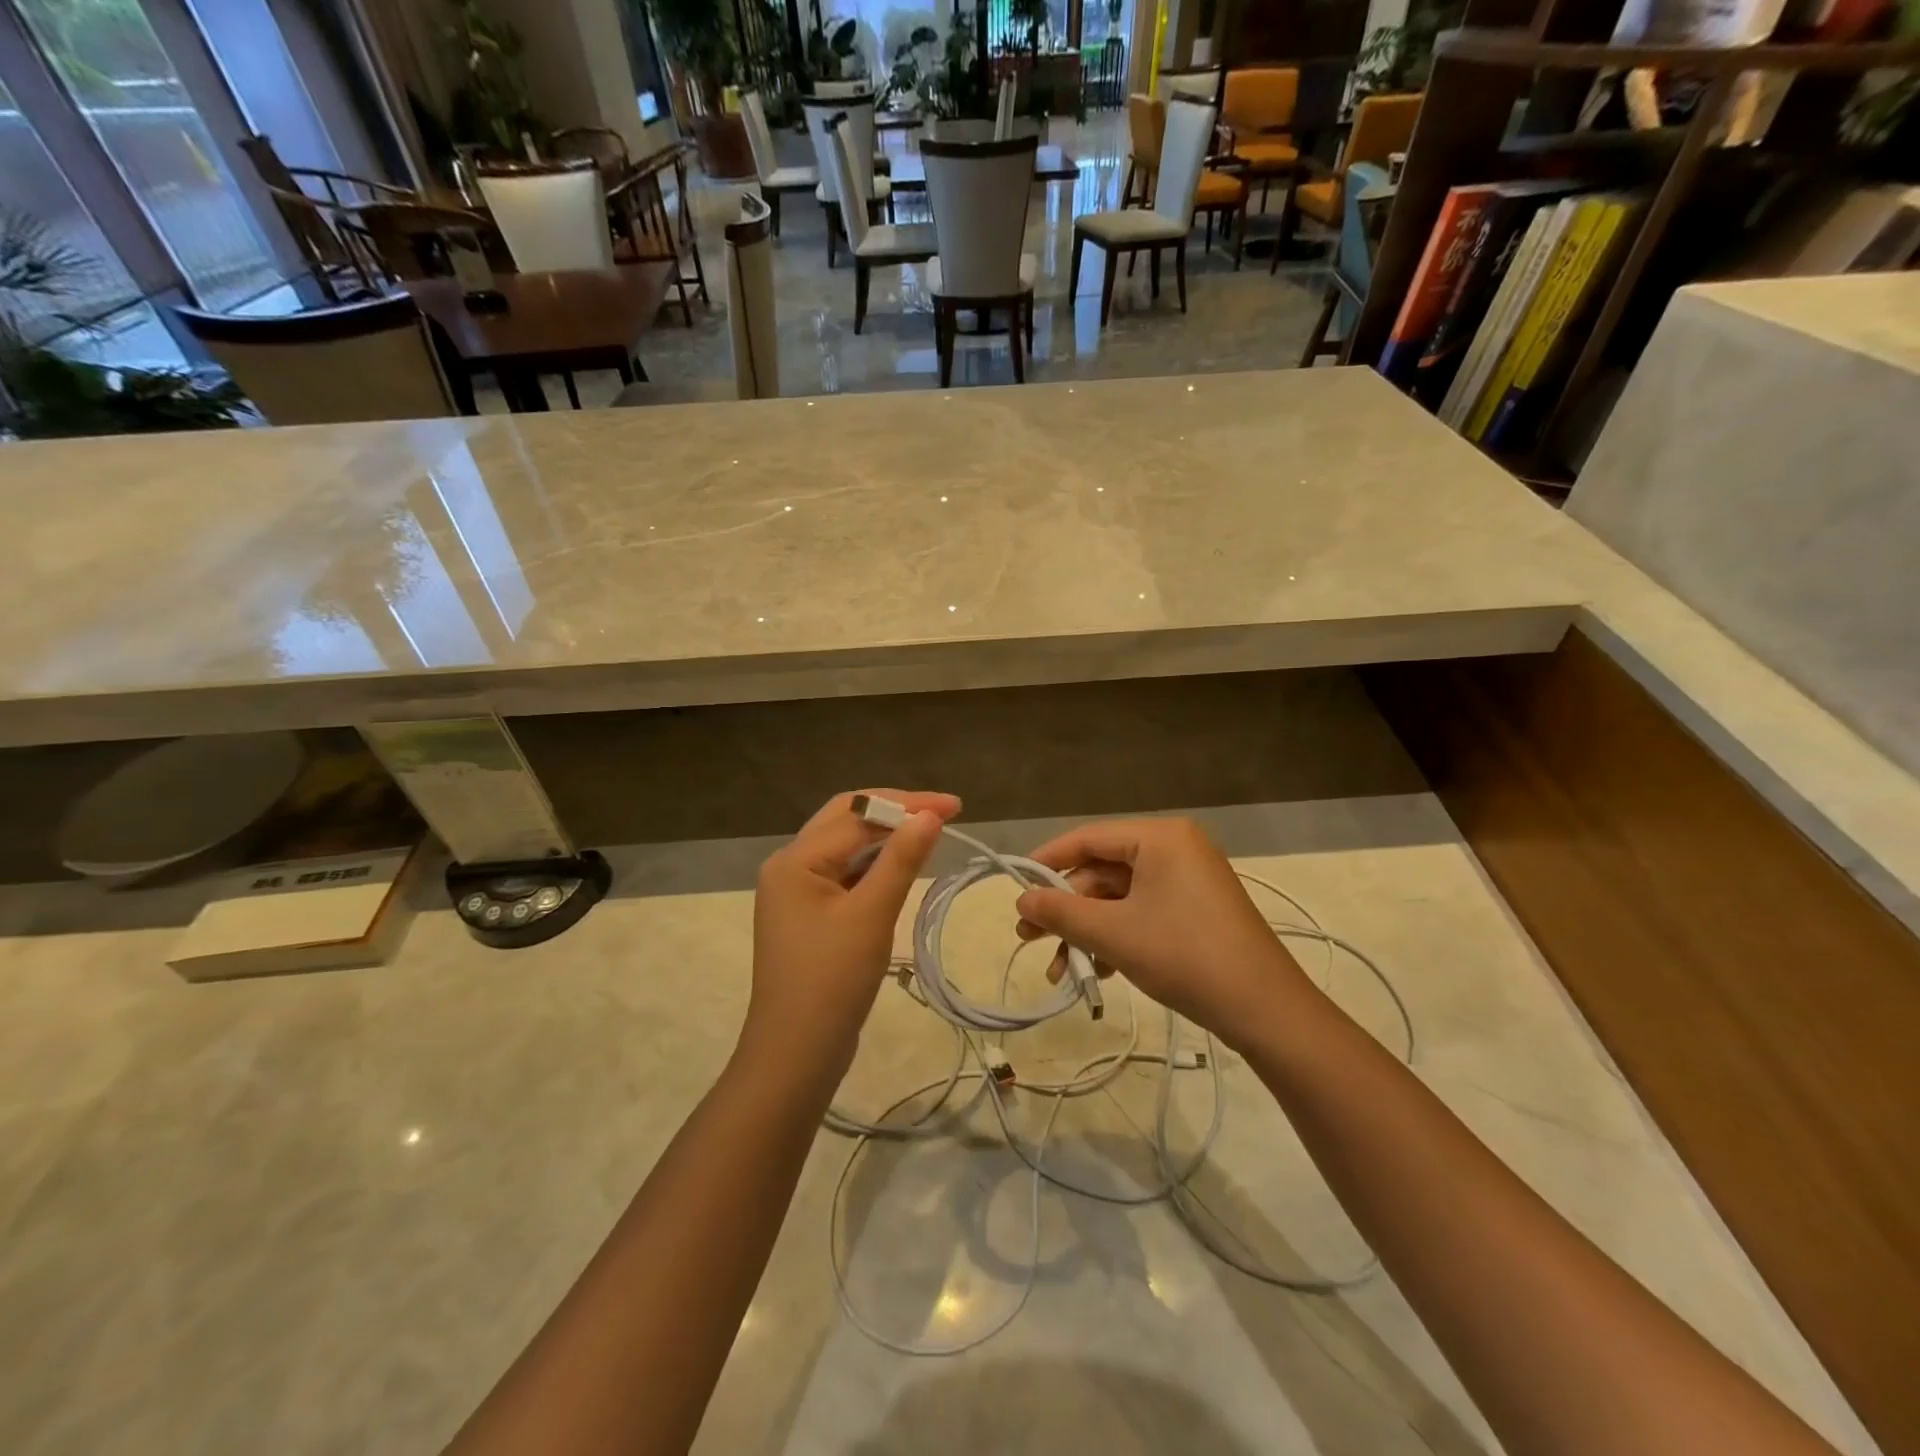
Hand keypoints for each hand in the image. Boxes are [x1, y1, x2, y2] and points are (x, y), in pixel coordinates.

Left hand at [745, 789, 959, 1078]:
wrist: (795, 1055)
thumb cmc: (832, 981)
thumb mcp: (872, 915)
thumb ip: (901, 860)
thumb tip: (930, 815)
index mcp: (795, 859)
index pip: (857, 812)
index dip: (908, 804)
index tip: (955, 807)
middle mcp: (790, 866)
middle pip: (846, 819)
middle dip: (896, 811)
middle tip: (944, 814)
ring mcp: (797, 892)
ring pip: (846, 847)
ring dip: (886, 837)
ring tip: (930, 835)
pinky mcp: (809, 915)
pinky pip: (845, 874)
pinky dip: (875, 866)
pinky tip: (903, 868)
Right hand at [1012, 818, 1311, 1045]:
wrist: (1266, 1010)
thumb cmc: (1185, 956)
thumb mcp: (1114, 933)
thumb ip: (1062, 912)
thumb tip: (1020, 900)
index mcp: (1160, 837)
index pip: (1089, 837)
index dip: (1047, 861)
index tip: (1014, 886)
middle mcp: (1175, 849)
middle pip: (1103, 871)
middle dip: (1066, 909)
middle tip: (1029, 939)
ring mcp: (1188, 880)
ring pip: (1120, 898)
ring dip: (1087, 932)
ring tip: (1061, 971)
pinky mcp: (1195, 910)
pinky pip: (1142, 912)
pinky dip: (1116, 937)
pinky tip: (1098, 972)